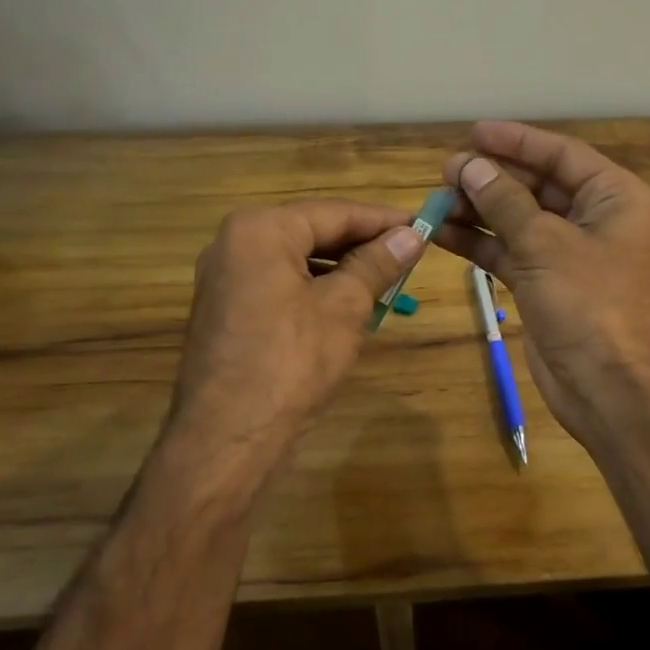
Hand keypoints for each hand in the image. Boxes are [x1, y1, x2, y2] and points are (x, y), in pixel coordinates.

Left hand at [164, 200, 423, 489]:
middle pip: (313, 232)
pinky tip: (348, 304)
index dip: (383, 221)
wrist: (228, 437)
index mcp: (260, 230)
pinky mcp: (227, 308)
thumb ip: (378, 263)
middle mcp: (235, 243)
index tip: (423, 226)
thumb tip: (412, 235)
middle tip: (409, 253)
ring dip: (342, 268)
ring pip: (298, 259)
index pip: (335, 213)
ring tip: (387, 280)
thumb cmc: (292, 360)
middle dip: (362, 244)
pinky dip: (316, 288)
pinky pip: (281, 283)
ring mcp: (226, 277)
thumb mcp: (345, 306)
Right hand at [435, 121, 649, 447]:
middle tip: (446, 170)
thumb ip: (504, 201)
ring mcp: (569, 253)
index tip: (474, 132)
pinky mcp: (546, 283)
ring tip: (436, 198)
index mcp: (615, 197)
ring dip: (479, 209)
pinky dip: (479, 241)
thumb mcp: (545, 243)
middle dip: (492, 177)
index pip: (561, 155)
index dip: (517, 141)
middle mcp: (595, 218)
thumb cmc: (590, 302)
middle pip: (537, 185)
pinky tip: (441, 232)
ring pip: (518, 219)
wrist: (609, 387)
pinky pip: (509, 250)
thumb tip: (469, 164)